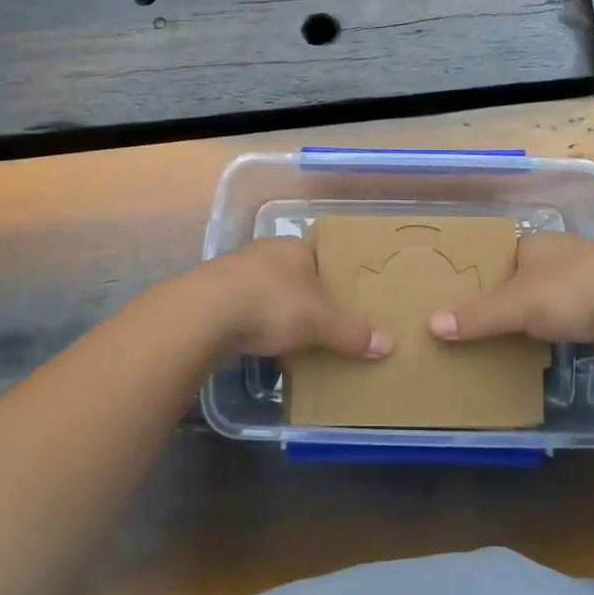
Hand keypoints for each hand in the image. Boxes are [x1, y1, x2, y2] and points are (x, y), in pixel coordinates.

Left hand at [190, 238, 394, 364]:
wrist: (204, 314)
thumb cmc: (272, 304)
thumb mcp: (319, 322)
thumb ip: (351, 333)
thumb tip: (389, 345)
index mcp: (294, 247)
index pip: (320, 260)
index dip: (331, 283)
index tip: (340, 308)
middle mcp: (265, 252)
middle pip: (293, 278)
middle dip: (304, 302)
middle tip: (319, 329)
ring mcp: (235, 271)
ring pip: (266, 293)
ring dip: (276, 315)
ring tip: (290, 344)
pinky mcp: (212, 294)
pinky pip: (242, 309)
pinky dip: (252, 326)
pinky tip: (257, 347)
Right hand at [428, 231, 593, 362]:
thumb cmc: (572, 291)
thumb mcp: (516, 305)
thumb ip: (476, 316)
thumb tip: (432, 324)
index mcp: (535, 244)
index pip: (498, 257)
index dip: (478, 277)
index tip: (458, 301)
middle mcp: (560, 256)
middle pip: (521, 280)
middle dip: (504, 303)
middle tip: (474, 329)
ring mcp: (588, 281)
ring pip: (548, 302)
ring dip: (533, 322)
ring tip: (504, 346)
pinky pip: (570, 322)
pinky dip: (557, 336)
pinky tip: (544, 355)